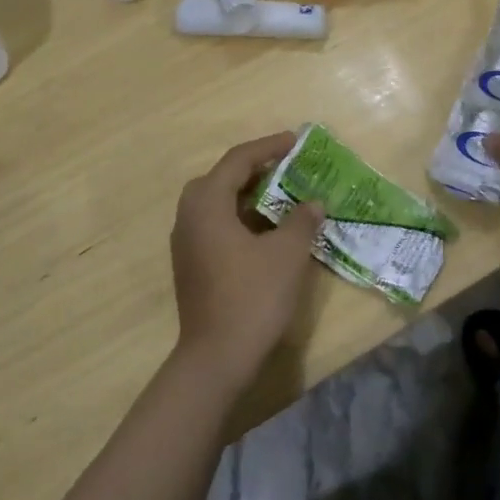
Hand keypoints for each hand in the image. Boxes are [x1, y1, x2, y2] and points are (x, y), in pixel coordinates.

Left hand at [169, 132, 322, 390]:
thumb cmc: (252, 297)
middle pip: (222, 177)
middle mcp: (189, 215)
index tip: (294, 141)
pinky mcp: (190, 263)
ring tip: (280, 195)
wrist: (216, 358)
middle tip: (285, 167)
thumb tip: (313, 203)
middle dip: (254, 168)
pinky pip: (214, 223)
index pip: (238, 160)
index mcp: (207, 203)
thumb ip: (302, 221)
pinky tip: (264, 230)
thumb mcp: (287, 254)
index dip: (268, 147)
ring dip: (247, 194)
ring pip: (216, 202)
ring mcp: (185, 241)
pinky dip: (239, 216)